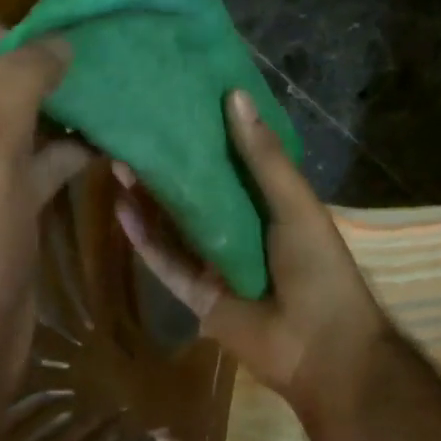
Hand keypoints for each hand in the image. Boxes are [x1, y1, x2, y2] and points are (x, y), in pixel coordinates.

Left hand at [0, 9, 92, 422]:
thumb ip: (18, 85)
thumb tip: (56, 43)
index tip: (25, 51)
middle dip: (27, 62)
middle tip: (80, 70)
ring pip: (10, 116)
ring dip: (54, 106)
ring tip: (103, 101)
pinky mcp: (0, 203)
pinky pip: (33, 159)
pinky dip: (65, 149)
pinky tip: (106, 147)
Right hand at [114, 87, 387, 416]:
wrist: (321, 346)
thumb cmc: (317, 266)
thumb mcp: (295, 203)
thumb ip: (264, 155)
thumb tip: (235, 95)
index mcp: (272, 204)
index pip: (235, 161)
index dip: (210, 134)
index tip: (180, 101)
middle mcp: (242, 228)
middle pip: (200, 192)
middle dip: (172, 164)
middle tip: (138, 130)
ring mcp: (217, 262)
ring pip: (176, 225)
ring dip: (150, 196)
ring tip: (119, 159)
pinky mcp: (197, 293)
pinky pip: (166, 262)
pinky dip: (144, 238)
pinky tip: (120, 207)